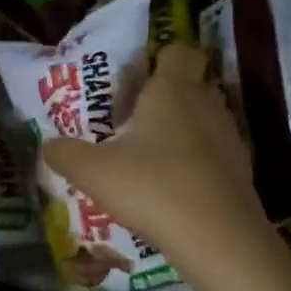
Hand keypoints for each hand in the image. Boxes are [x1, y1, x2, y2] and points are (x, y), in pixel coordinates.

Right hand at [43, 43, 264, 265]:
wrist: (219, 240)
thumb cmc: (153, 188)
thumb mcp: (93, 172)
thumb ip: (66, 154)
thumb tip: (48, 146)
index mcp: (172, 90)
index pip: (178, 51)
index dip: (159, 58)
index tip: (136, 78)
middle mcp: (206, 104)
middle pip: (190, 84)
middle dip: (165, 97)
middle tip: (132, 120)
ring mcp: (229, 137)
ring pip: (203, 119)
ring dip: (181, 130)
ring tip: (150, 157)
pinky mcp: (242, 170)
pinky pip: (214, 152)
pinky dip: (196, 161)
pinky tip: (173, 187)